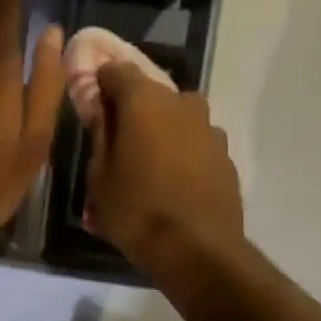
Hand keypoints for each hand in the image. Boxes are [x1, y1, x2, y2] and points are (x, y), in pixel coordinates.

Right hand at [85, 61, 243, 271]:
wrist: (198, 250)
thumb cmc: (137, 211)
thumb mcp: (100, 177)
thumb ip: (100, 135)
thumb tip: (102, 111)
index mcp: (145, 101)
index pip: (117, 70)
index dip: (102, 83)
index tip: (93, 103)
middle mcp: (182, 104)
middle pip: (151, 93)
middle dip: (134, 109)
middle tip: (119, 140)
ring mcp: (210, 129)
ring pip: (179, 118)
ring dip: (163, 130)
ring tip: (149, 165)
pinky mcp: (227, 156)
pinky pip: (197, 143)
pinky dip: (185, 152)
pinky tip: (175, 182)